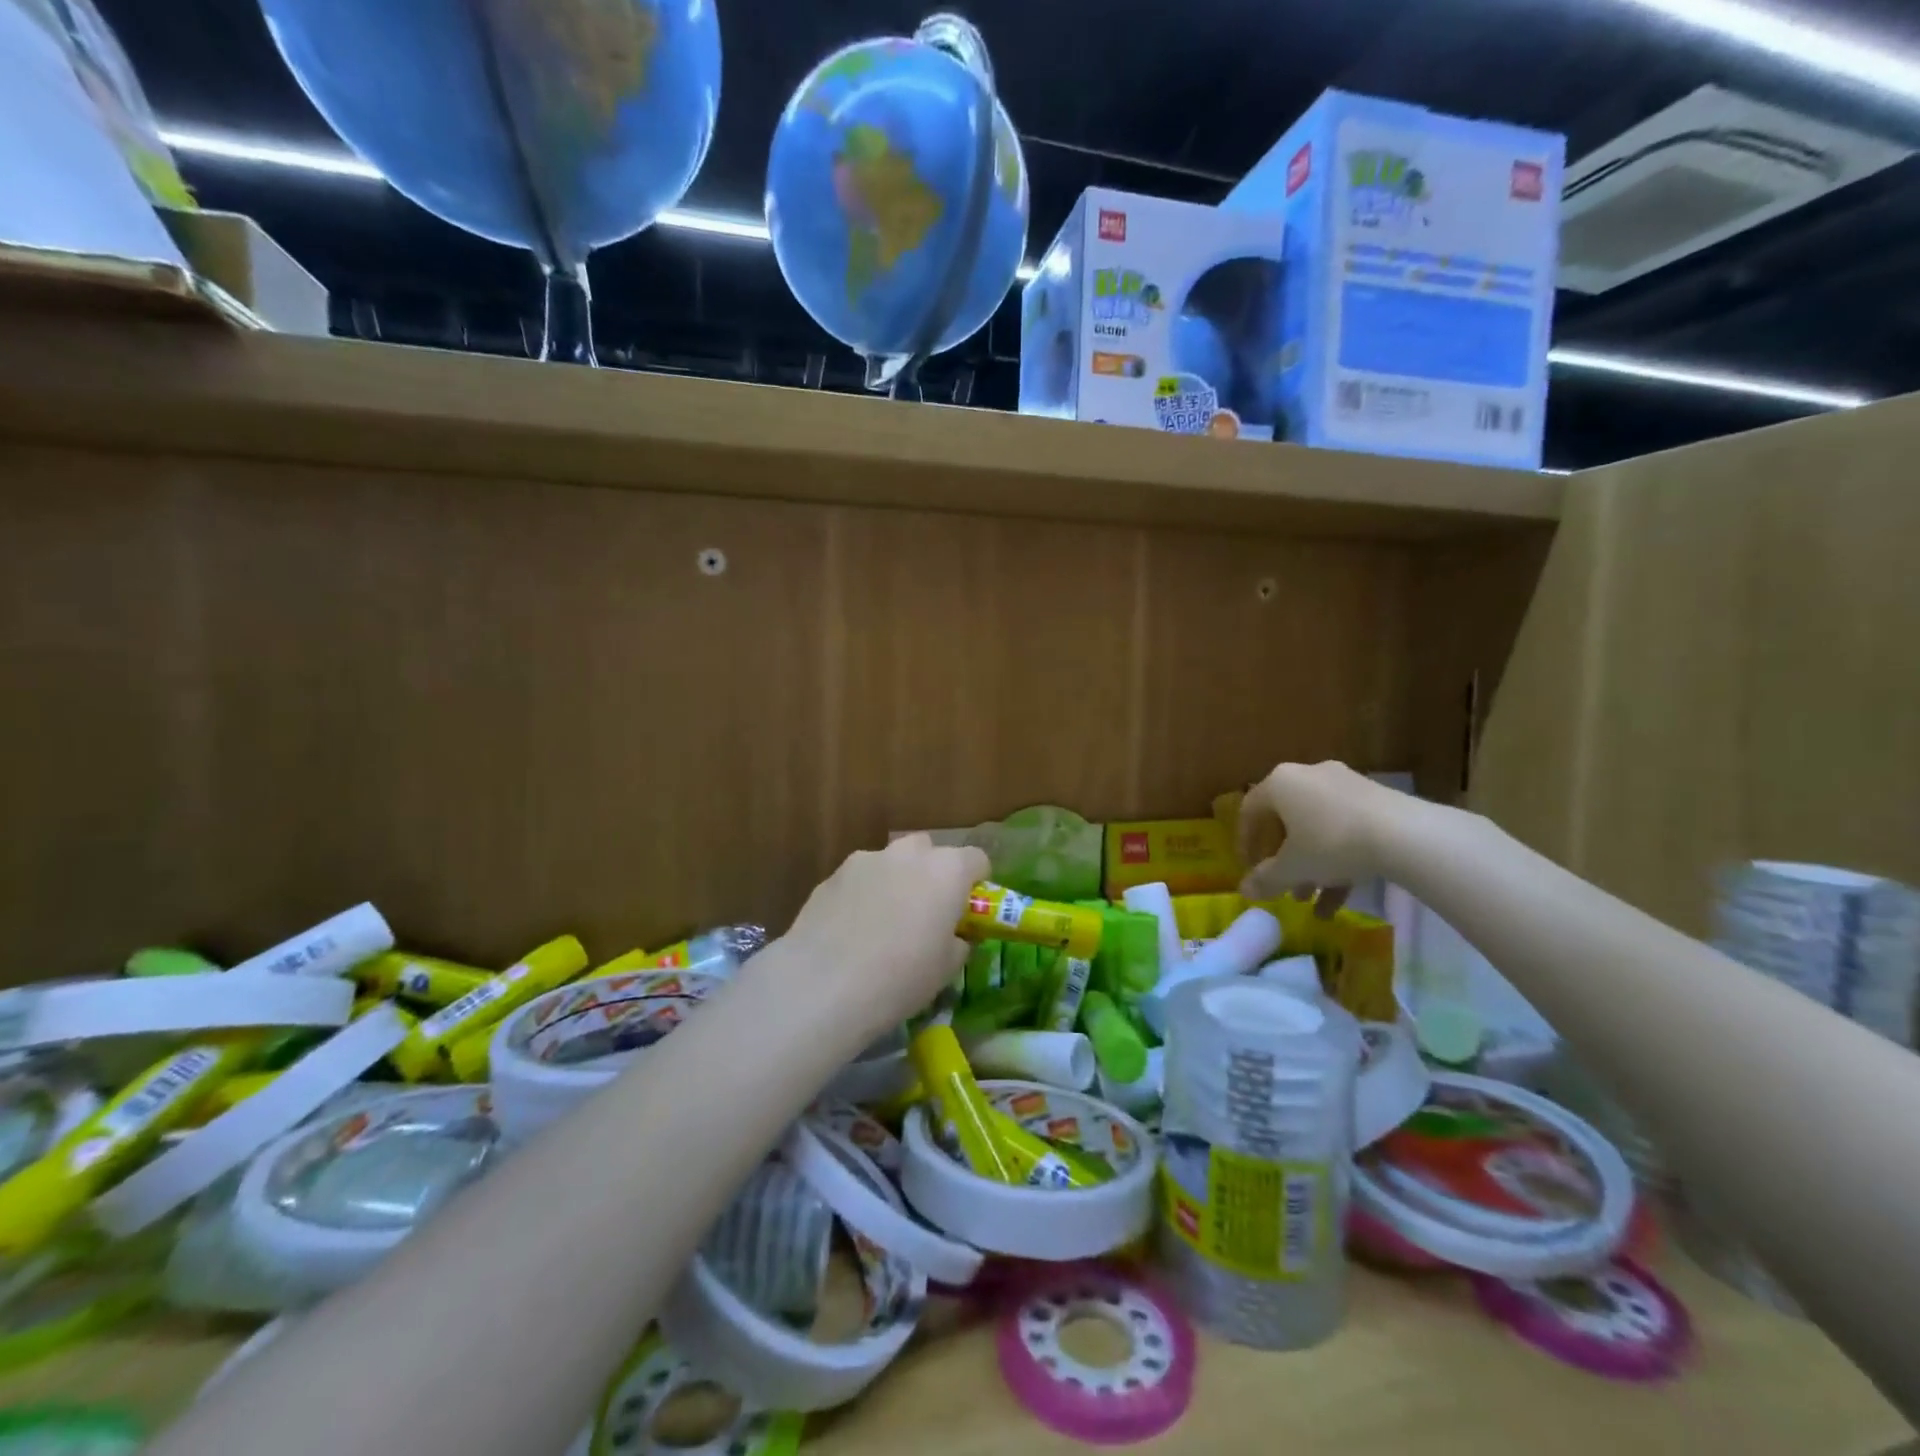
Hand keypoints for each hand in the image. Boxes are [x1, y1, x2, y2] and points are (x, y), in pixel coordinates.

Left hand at [780, 834, 989, 1042]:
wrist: (823, 985)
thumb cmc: (900, 978)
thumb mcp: (946, 969)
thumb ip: (958, 941)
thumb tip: (954, 935)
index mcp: (947, 871)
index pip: (976, 860)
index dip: (976, 883)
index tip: (967, 910)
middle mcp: (909, 854)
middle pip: (930, 852)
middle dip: (932, 875)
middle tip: (925, 914)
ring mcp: (867, 860)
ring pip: (891, 862)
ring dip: (895, 882)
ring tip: (882, 924)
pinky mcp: (832, 875)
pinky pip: (860, 879)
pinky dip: (863, 895)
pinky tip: (850, 931)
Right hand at [1237, 761, 1408, 909]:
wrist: (1405, 835)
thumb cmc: (1331, 843)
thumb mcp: (1293, 868)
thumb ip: (1266, 879)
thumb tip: (1244, 891)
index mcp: (1280, 783)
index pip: (1250, 811)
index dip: (1245, 843)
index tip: (1249, 869)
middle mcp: (1308, 776)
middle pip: (1286, 821)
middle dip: (1284, 859)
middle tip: (1283, 886)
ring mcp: (1344, 785)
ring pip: (1317, 828)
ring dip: (1311, 865)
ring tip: (1311, 899)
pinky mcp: (1375, 800)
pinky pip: (1345, 829)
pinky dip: (1339, 860)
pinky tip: (1341, 898)